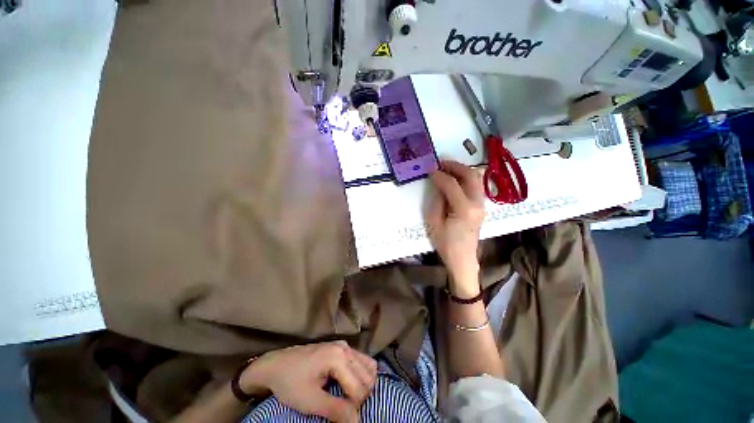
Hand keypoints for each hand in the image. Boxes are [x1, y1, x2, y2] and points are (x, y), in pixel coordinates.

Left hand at [240, 341, 376, 422]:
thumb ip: (336, 411)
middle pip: (367, 376)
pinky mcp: (341, 347)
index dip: (353, 408)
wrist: (276, 365)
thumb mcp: (311, 402)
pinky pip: (361, 360)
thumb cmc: (291, 383)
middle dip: (360, 396)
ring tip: (348, 397)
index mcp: (338, 358)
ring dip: (363, 385)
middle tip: (344, 407)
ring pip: (368, 366)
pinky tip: (350, 384)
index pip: (359, 388)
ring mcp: (344, 345)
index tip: (340, 416)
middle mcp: (345, 348)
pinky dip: (361, 375)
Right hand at [426, 160, 484, 296]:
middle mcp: (477, 204)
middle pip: (470, 176)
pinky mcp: (482, 207)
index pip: (452, 184)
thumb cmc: (445, 244)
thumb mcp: (434, 223)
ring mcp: (482, 205)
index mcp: (464, 209)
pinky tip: (456, 179)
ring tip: (448, 168)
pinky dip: (466, 178)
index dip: (440, 175)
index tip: (431, 170)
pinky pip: (476, 186)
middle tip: (441, 163)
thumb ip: (437, 200)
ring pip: (476, 178)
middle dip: (455, 166)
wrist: (463, 258)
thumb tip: (438, 183)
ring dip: (462, 170)